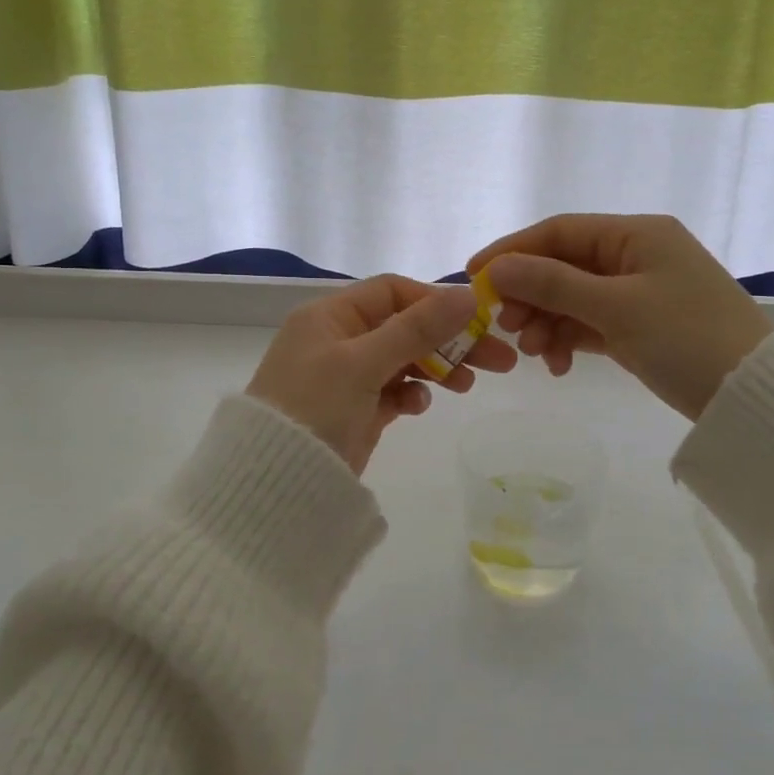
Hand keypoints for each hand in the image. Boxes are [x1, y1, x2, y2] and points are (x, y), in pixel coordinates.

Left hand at [247, 275, 516, 472]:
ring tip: (467, 385)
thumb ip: (417, 329)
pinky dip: (411, 394)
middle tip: (499, 359)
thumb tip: (468, 295)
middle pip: (405, 327)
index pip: (393, 292)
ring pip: (404, 359)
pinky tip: (419, 406)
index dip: (435, 302)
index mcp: (331, 315)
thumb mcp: (364, 362)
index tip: (476, 321)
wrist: (274, 482)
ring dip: (436, 367)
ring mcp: (347, 376)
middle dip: (449, 340)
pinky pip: (393, 391)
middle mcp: (338, 339)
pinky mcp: (356, 409)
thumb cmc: (314, 407)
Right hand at [467, 215, 769, 419]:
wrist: (753, 395)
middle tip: (505, 326)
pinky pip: (592, 324)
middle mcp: (636, 255)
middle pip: (563, 265)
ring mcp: (639, 292)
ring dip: (547, 323)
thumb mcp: (616, 308)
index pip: (559, 231)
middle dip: (530, 295)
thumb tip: (497, 268)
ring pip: (574, 298)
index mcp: (636, 235)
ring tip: (533, 356)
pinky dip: (571, 340)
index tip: (473, 276)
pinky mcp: (641, 326)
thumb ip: (553, 285)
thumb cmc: (686, 338)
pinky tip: (559, 366)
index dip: (513, 250)